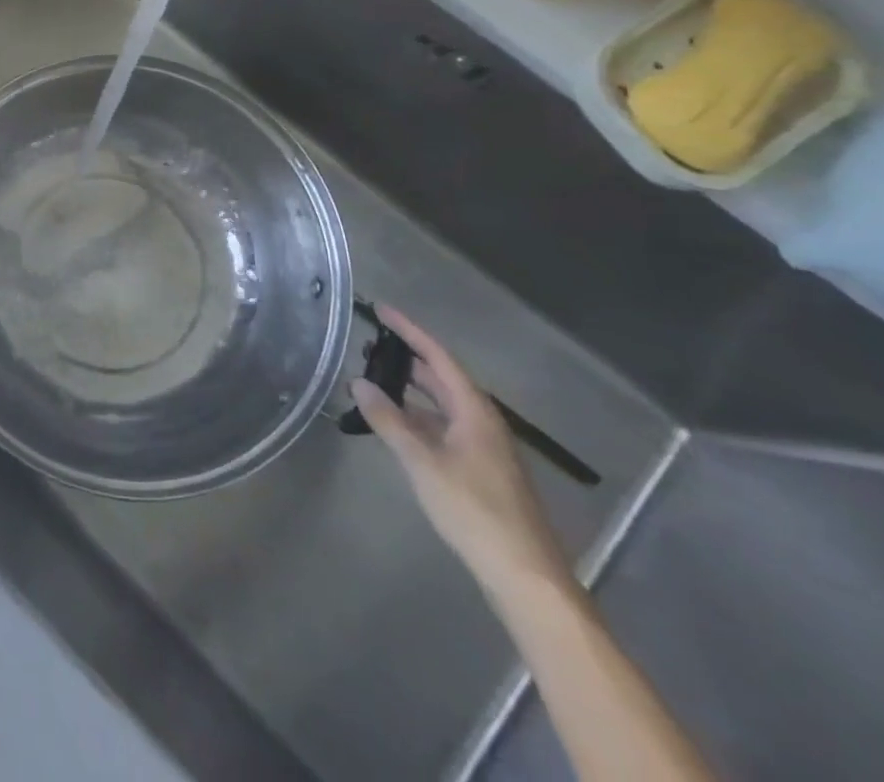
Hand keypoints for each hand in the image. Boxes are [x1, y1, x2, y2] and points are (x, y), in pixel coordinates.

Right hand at [352, 307, 573, 601]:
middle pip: (441, 379)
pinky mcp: (480, 470)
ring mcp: (483, 447)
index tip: (380, 310)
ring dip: (409, 391)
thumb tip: (359, 383)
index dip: (409, 331)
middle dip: (405, 360)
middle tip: (367, 347)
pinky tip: (395, 426)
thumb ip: (389, 420)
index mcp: (475, 411)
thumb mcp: (422, 462)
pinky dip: (416, 418)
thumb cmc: (473, 510)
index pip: (438, 357)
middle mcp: (482, 422)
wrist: (524, 574)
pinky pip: (443, 427)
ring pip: (441, 406)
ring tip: (372, 382)